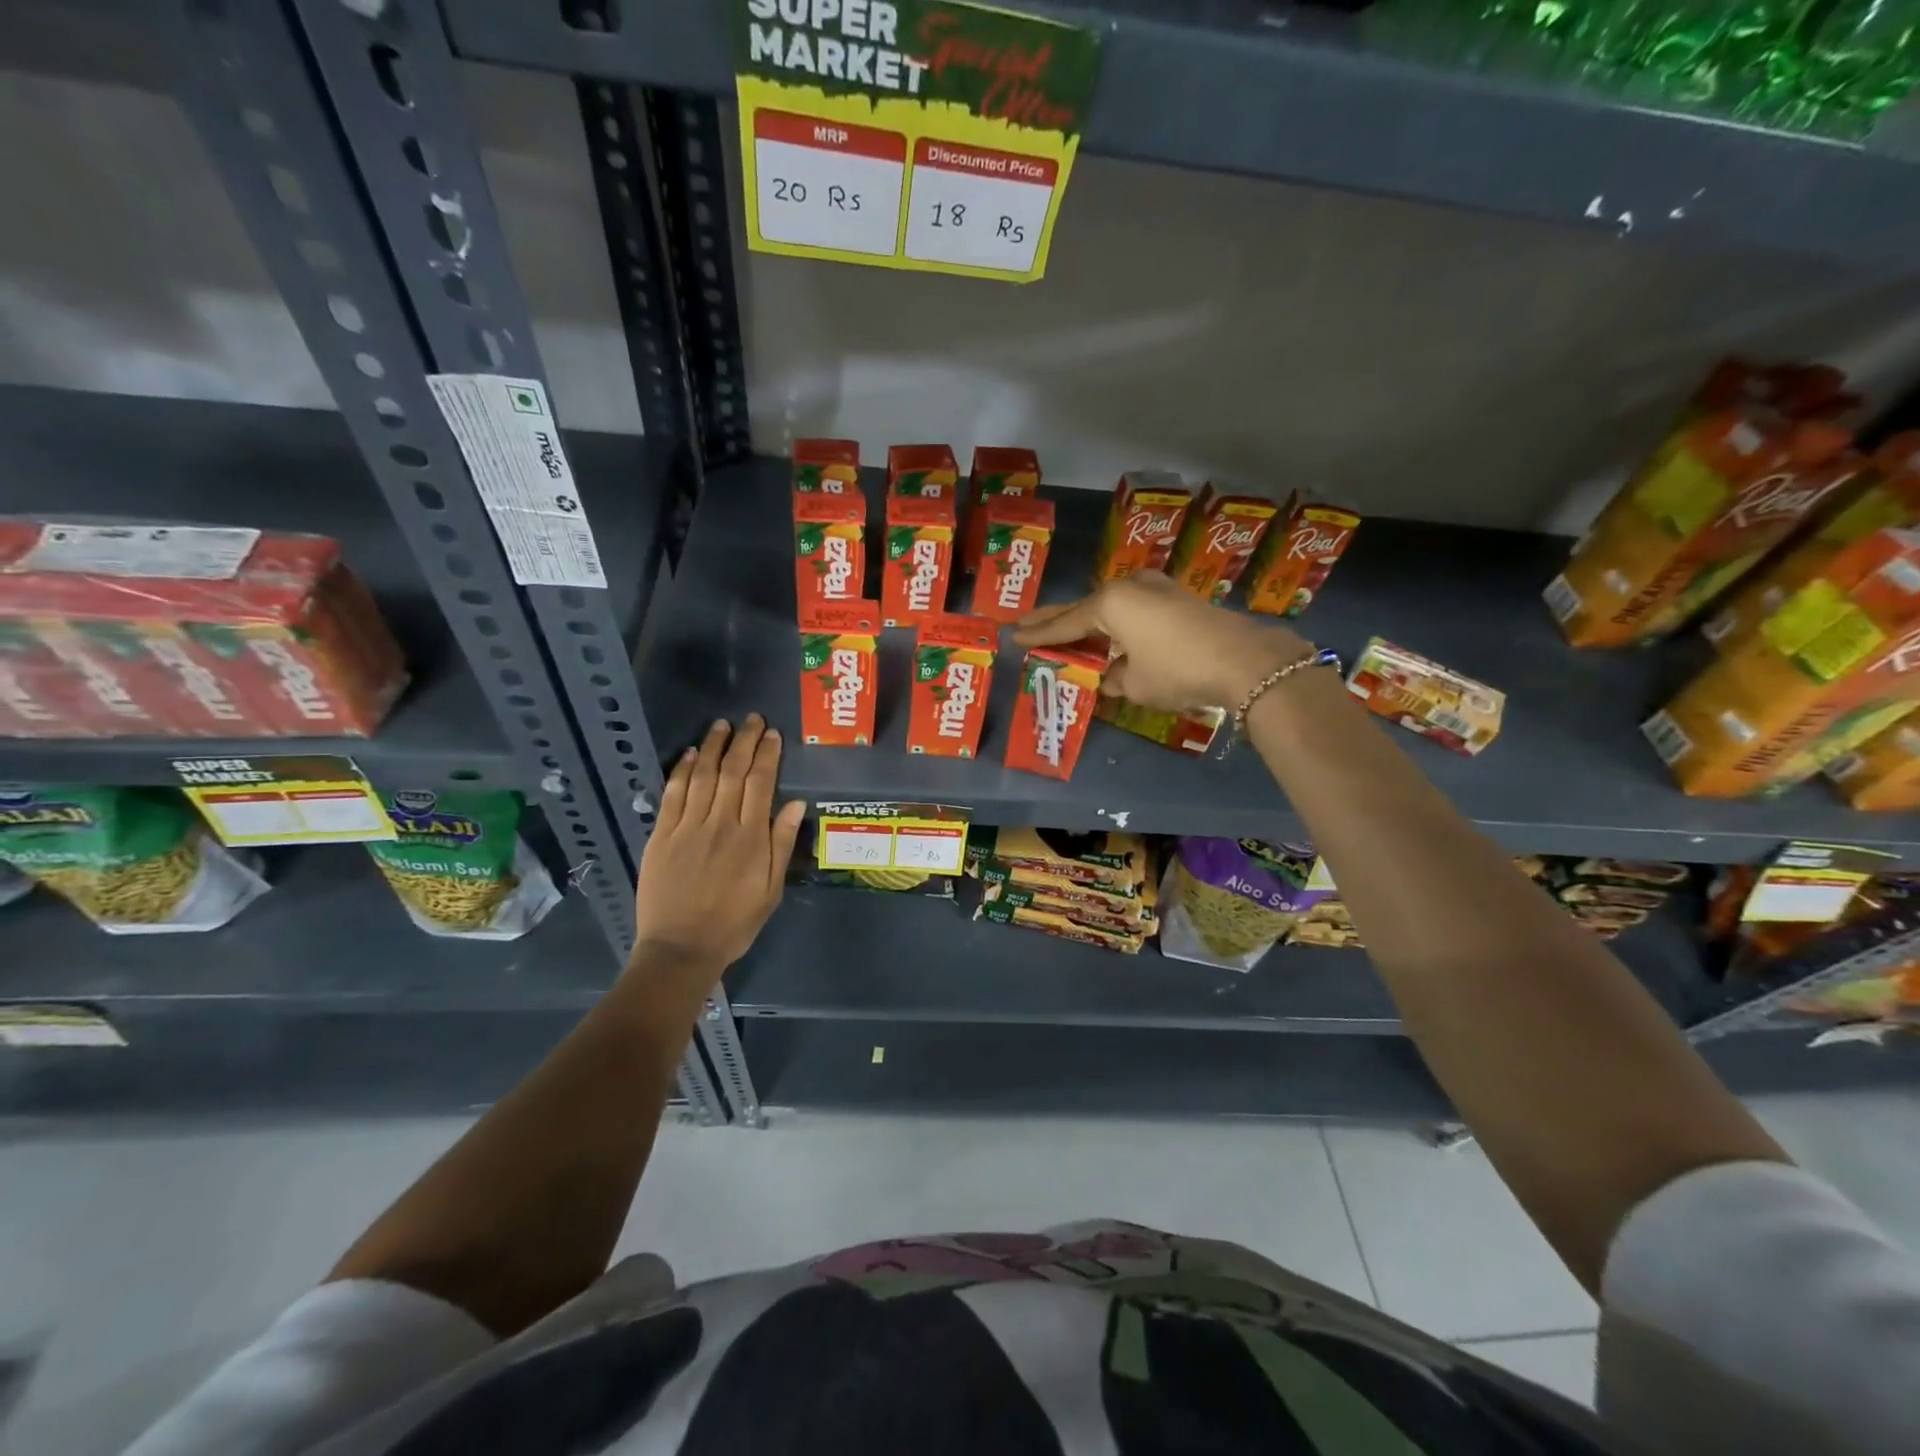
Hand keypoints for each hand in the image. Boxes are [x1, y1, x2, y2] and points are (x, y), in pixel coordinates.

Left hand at [632, 715, 804, 977]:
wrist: (680, 949)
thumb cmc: (734, 923)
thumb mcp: (770, 891)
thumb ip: (781, 845)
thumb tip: (794, 804)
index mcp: (750, 838)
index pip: (760, 784)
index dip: (767, 755)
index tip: (772, 734)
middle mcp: (720, 824)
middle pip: (733, 772)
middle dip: (744, 742)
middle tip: (752, 719)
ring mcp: (687, 827)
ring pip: (703, 776)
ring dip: (714, 747)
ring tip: (722, 725)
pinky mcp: (661, 835)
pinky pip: (673, 794)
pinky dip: (682, 770)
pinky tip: (691, 753)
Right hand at [1013, 571, 1310, 710]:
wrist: (1244, 661)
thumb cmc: (1177, 670)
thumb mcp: (1136, 684)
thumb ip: (1114, 678)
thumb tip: (1111, 676)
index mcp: (1109, 605)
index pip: (1065, 624)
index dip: (1039, 635)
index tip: (1013, 637)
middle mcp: (1128, 589)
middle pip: (1083, 608)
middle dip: (1054, 619)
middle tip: (1026, 624)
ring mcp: (1155, 589)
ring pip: (1109, 606)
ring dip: (1088, 621)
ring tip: (1064, 631)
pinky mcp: (1176, 598)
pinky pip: (1132, 609)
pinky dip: (1116, 622)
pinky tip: (1110, 632)